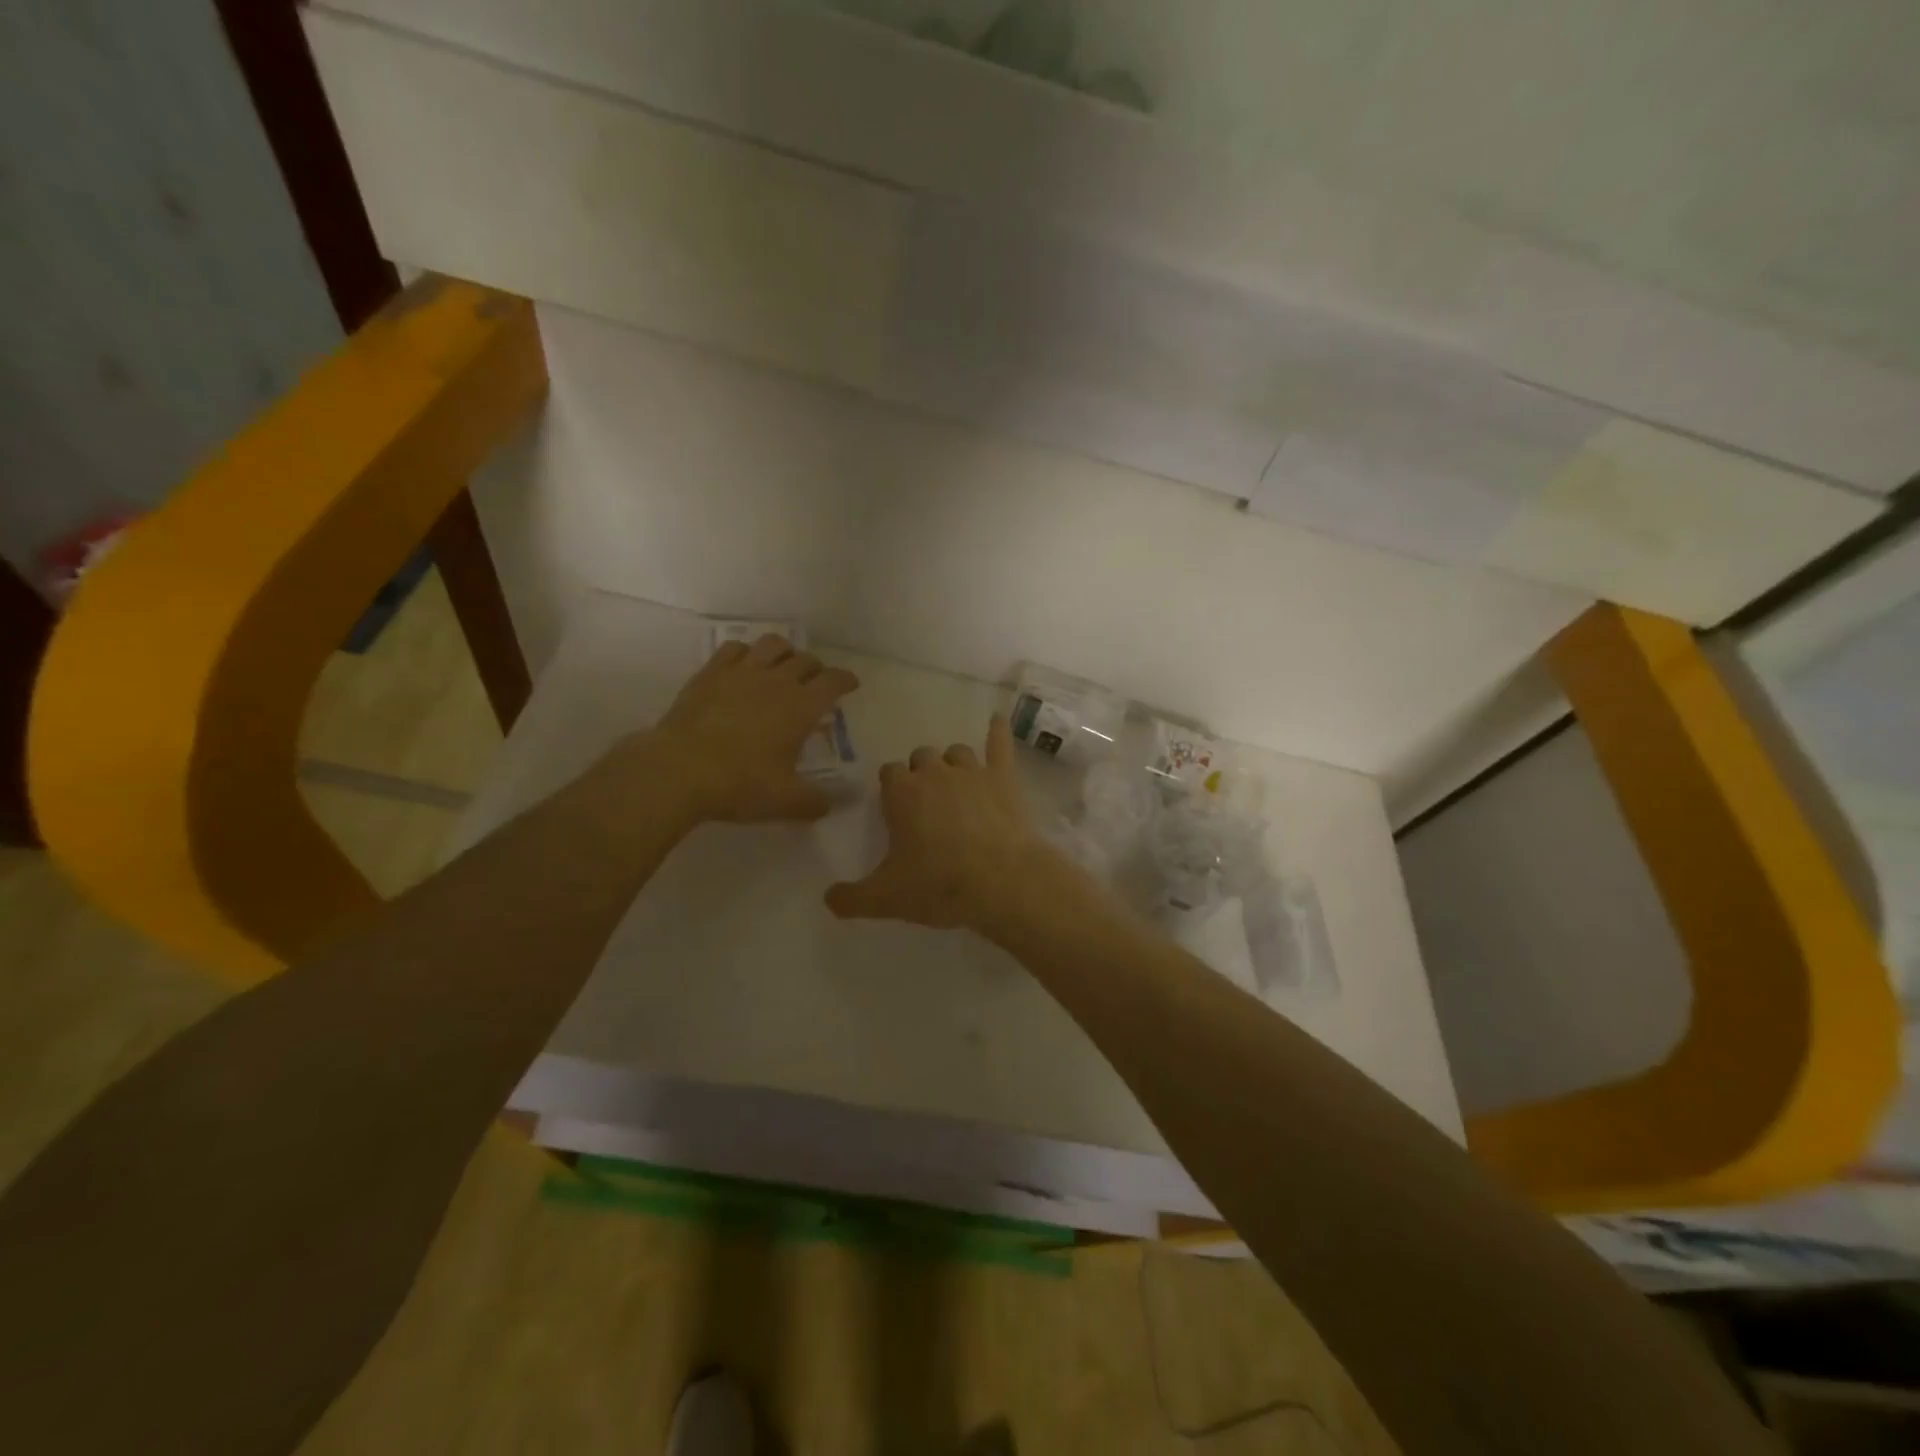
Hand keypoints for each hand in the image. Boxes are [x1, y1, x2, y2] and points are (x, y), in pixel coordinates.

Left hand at [636, 634, 858, 823]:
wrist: (679, 771)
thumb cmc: (740, 784)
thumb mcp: (786, 801)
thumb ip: (815, 802)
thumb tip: (831, 805)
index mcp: (802, 707)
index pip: (834, 681)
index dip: (846, 680)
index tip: (851, 684)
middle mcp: (777, 681)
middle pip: (805, 660)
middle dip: (816, 669)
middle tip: (815, 684)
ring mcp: (741, 672)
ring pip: (773, 644)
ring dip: (785, 652)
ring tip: (782, 667)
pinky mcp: (710, 673)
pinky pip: (735, 649)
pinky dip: (747, 653)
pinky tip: (744, 667)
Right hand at [825, 714, 1080, 935]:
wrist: (1000, 882)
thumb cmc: (938, 885)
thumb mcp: (886, 899)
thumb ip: (851, 898)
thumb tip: (828, 899)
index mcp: (902, 793)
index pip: (889, 773)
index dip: (892, 788)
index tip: (897, 809)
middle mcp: (934, 772)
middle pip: (921, 757)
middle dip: (921, 773)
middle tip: (927, 803)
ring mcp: (972, 771)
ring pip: (957, 752)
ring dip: (953, 764)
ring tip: (956, 784)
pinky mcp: (1003, 778)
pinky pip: (999, 744)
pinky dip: (998, 732)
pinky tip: (997, 721)